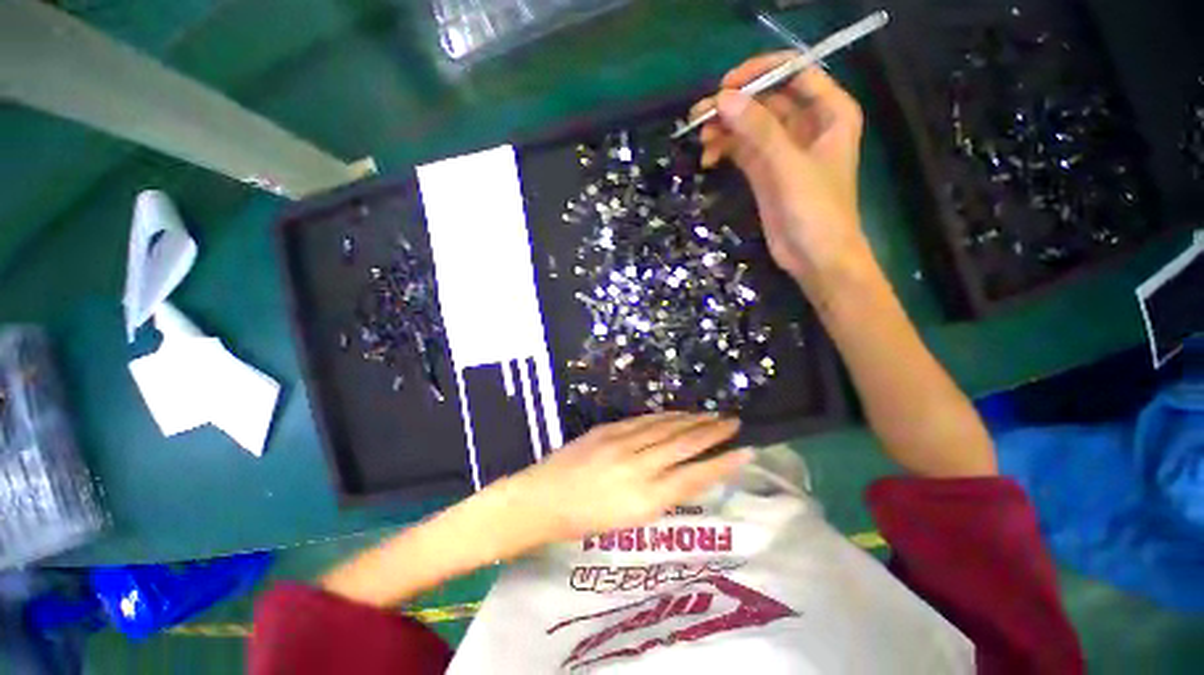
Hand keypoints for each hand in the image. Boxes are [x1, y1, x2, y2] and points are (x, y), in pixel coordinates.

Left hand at [512, 412, 751, 541]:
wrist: (544, 499)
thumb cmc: (586, 521)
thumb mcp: (631, 520)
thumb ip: (661, 495)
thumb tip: (688, 474)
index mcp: (645, 500)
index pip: (695, 478)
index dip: (723, 464)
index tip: (747, 451)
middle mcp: (638, 467)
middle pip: (683, 445)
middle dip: (712, 432)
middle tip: (734, 421)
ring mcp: (621, 443)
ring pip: (666, 427)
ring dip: (692, 420)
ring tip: (712, 414)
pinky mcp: (608, 429)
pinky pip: (644, 420)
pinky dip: (665, 416)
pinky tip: (678, 413)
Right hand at [692, 54, 873, 298]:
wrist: (814, 258)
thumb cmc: (815, 210)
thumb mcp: (788, 166)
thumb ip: (758, 130)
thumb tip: (722, 99)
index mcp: (830, 112)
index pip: (794, 72)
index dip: (760, 73)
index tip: (726, 85)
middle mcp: (807, 125)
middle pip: (767, 99)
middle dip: (735, 104)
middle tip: (700, 114)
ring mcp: (784, 151)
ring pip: (750, 126)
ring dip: (725, 128)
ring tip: (700, 138)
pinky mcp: (765, 173)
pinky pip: (742, 150)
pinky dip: (725, 150)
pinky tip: (709, 158)